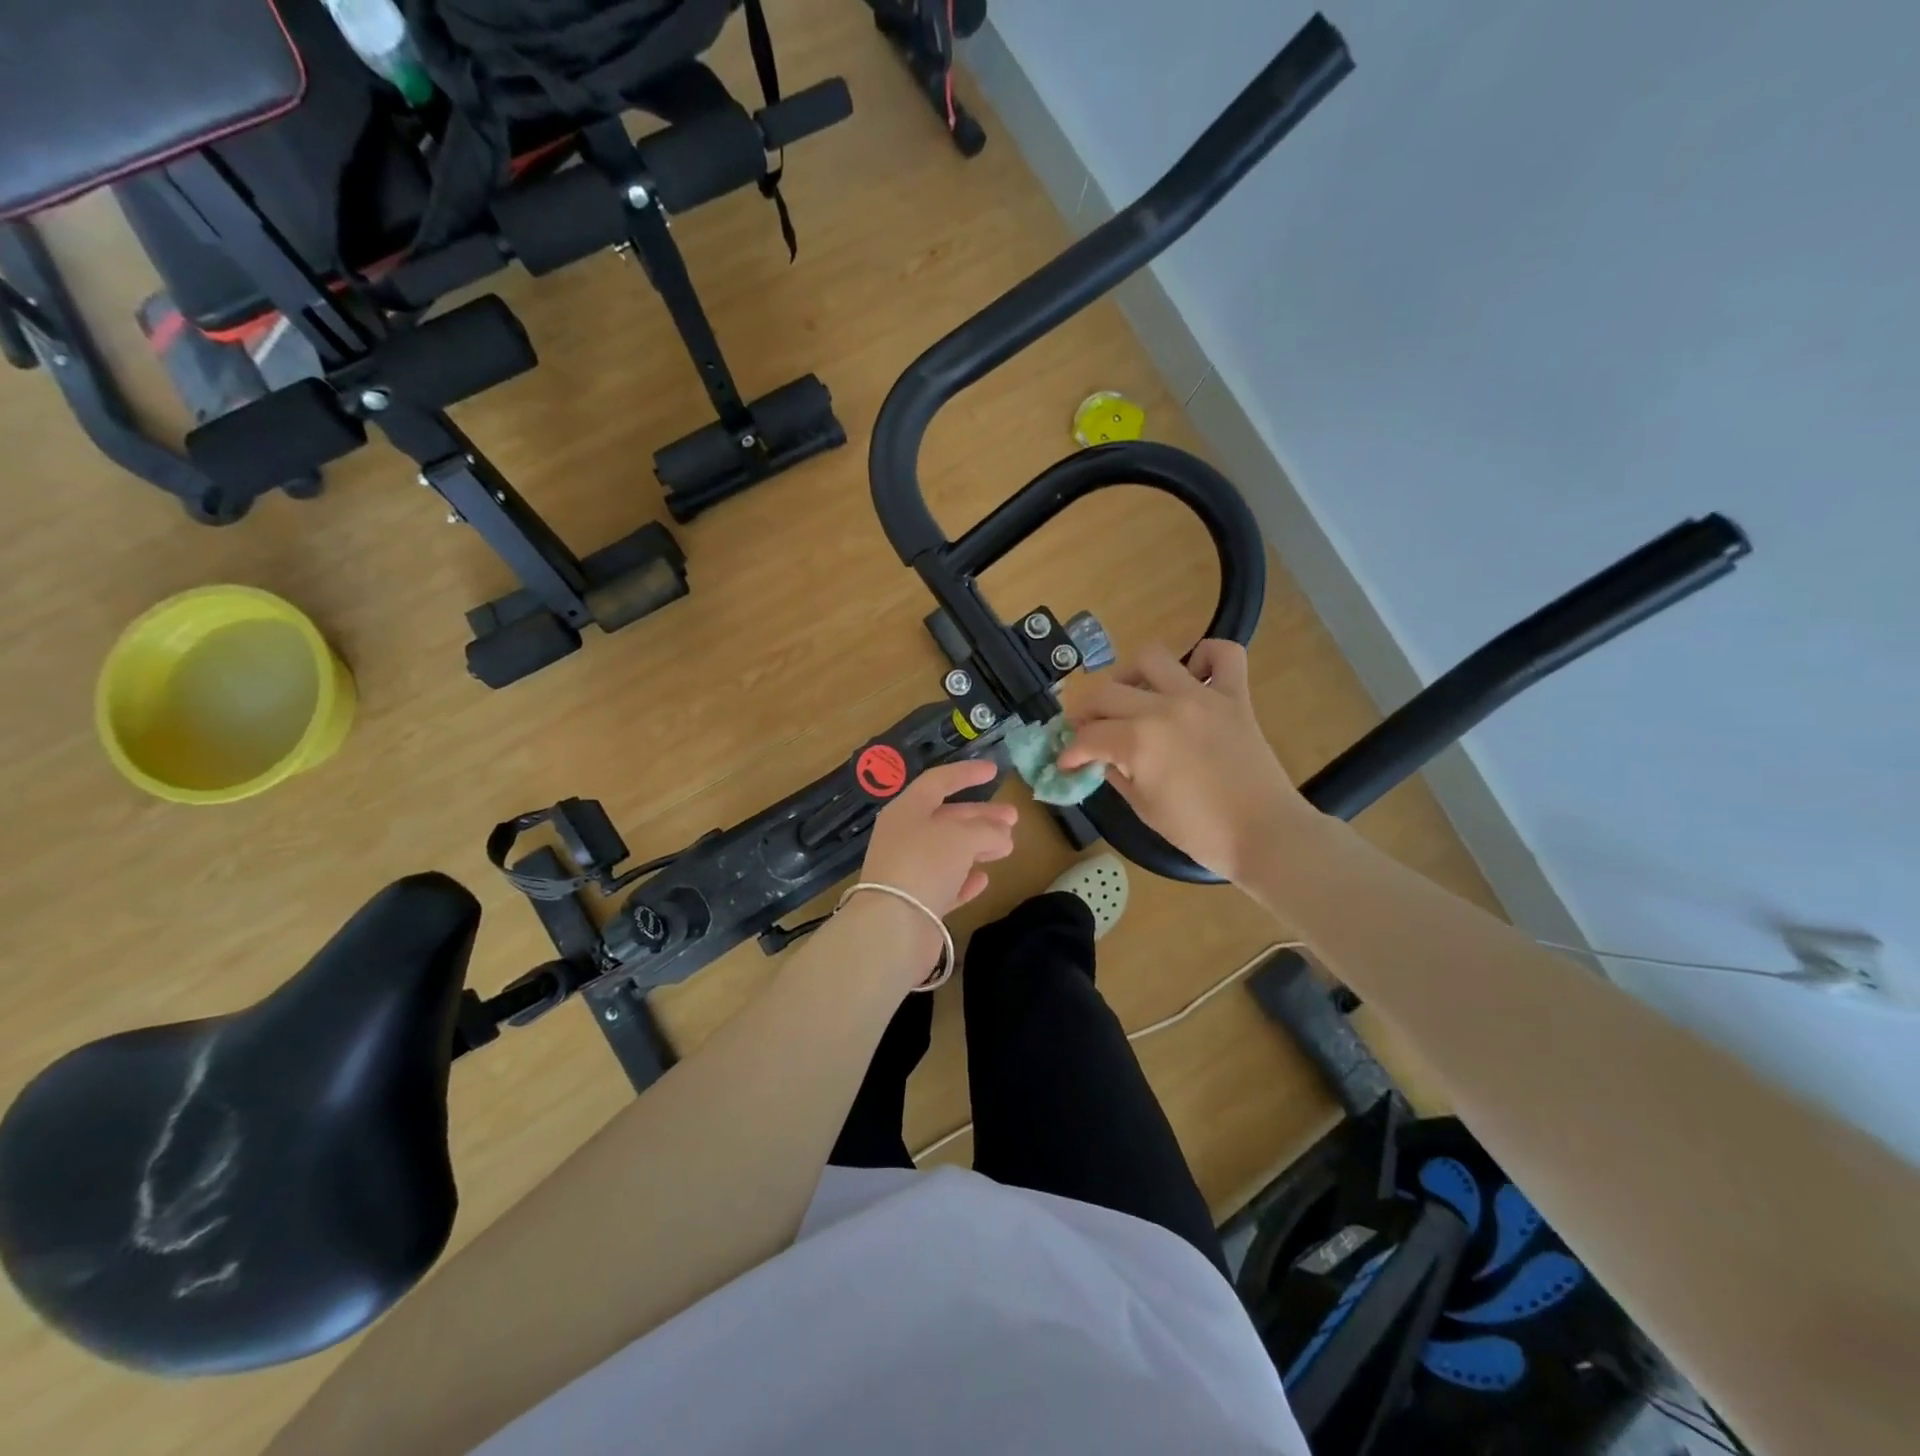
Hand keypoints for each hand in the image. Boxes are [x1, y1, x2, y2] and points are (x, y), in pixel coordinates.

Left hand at [855, 759, 1017, 956]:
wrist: (894, 925)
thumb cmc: (925, 863)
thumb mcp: (962, 836)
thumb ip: (987, 830)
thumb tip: (1002, 835)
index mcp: (907, 810)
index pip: (938, 781)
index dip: (967, 773)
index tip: (994, 770)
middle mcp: (904, 836)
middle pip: (947, 817)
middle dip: (981, 816)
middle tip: (1014, 818)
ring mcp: (908, 870)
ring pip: (948, 851)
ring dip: (978, 846)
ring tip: (1008, 847)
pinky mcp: (915, 902)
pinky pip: (944, 883)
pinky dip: (964, 878)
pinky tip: (984, 879)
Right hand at [1057, 641, 1318, 881]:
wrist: (1265, 834)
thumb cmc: (1200, 832)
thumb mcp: (1144, 808)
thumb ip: (1117, 775)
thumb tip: (1101, 759)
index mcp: (1138, 741)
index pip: (1088, 736)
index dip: (1071, 751)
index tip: (1066, 762)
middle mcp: (1164, 708)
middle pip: (1106, 692)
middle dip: (1085, 713)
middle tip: (1086, 731)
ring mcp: (1201, 697)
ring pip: (1152, 658)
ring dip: (1131, 675)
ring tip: (1132, 697)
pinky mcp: (1235, 697)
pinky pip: (1223, 655)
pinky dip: (1205, 658)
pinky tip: (1192, 678)